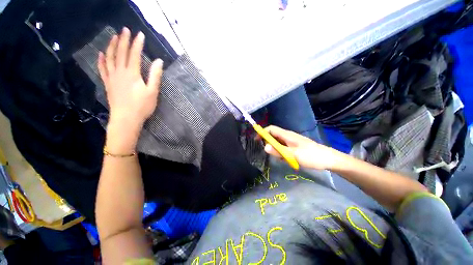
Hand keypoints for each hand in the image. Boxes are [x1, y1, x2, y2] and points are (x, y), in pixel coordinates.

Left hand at [98, 27, 162, 130]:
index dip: (137, 44)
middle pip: (121, 53)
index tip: (140, 34)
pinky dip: (101, 60)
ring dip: (111, 46)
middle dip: (124, 40)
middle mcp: (120, 72)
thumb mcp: (153, 92)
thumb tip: (159, 61)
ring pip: (110, 58)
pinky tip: (101, 54)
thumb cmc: (142, 106)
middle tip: (125, 29)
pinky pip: (103, 69)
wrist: (126, 118)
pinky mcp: (108, 83)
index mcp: (132, 74)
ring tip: (113, 36)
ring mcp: (112, 77)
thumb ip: (155, 76)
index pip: (135, 54)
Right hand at [263, 125, 340, 169]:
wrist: (328, 159)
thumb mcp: (293, 155)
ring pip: (278, 142)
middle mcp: (288, 136)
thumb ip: (279, 151)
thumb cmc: (311, 156)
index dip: (262, 132)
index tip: (256, 140)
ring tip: (281, 158)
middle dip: (268, 143)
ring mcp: (291, 141)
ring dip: (276, 149)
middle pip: (273, 135)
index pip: (271, 129)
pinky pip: (283, 147)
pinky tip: (286, 159)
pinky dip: (281, 152)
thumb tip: (265, 147)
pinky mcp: (294, 146)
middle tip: (269, 153)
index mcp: (287, 135)